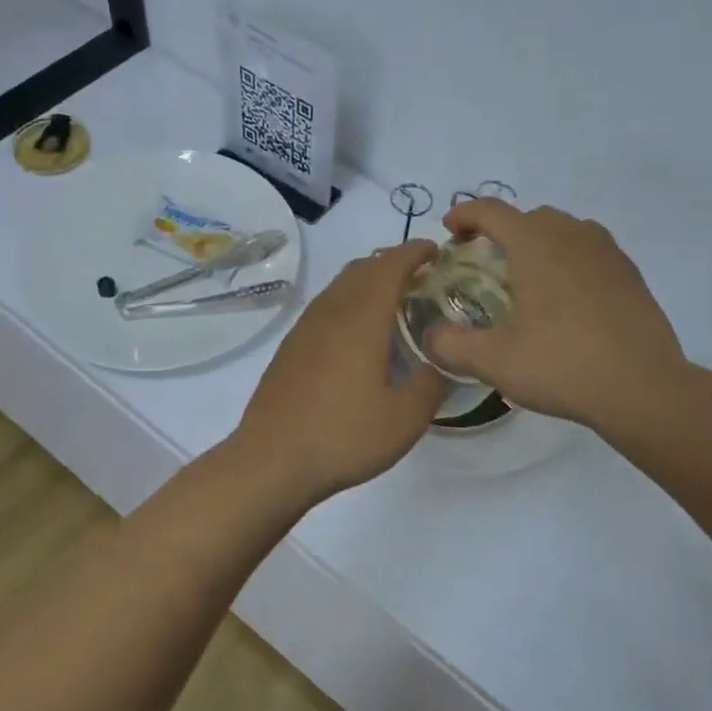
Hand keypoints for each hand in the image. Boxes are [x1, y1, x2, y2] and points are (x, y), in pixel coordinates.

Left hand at [231, 241, 447, 505]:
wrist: (272, 460)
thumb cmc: (344, 436)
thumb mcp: (405, 419)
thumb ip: (431, 384)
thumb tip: (439, 363)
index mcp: (361, 318)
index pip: (390, 265)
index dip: (414, 252)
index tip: (436, 250)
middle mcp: (331, 312)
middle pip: (362, 268)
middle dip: (392, 262)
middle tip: (420, 277)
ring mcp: (305, 328)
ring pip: (340, 286)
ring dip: (368, 281)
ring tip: (392, 301)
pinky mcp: (290, 347)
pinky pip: (325, 307)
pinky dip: (349, 302)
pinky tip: (358, 334)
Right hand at [426, 200, 687, 431]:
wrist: (643, 388)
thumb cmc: (562, 364)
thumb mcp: (493, 361)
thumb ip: (451, 345)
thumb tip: (431, 336)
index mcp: (535, 244)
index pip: (492, 211)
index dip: (465, 214)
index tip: (450, 230)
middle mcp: (572, 236)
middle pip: (530, 216)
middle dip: (503, 230)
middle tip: (487, 262)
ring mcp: (608, 253)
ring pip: (566, 229)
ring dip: (540, 241)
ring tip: (529, 277)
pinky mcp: (631, 276)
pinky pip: (592, 251)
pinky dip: (571, 260)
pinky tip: (568, 298)